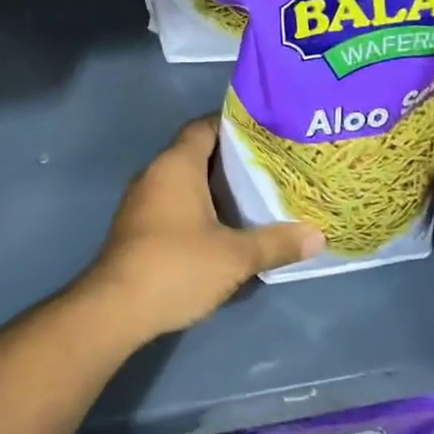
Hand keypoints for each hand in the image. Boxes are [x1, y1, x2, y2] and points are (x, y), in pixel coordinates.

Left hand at [80, 116, 323, 342]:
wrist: (115, 308)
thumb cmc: (176, 267)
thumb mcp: (235, 257)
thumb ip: (276, 243)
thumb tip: (318, 235)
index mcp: (176, 165)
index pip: (204, 127)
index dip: (233, 125)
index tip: (266, 134)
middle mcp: (154, 173)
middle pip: (196, 152)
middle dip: (231, 159)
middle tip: (270, 167)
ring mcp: (141, 201)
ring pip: (183, 180)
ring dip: (213, 187)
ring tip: (254, 196)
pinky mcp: (136, 226)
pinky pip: (172, 202)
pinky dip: (197, 207)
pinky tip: (222, 227)